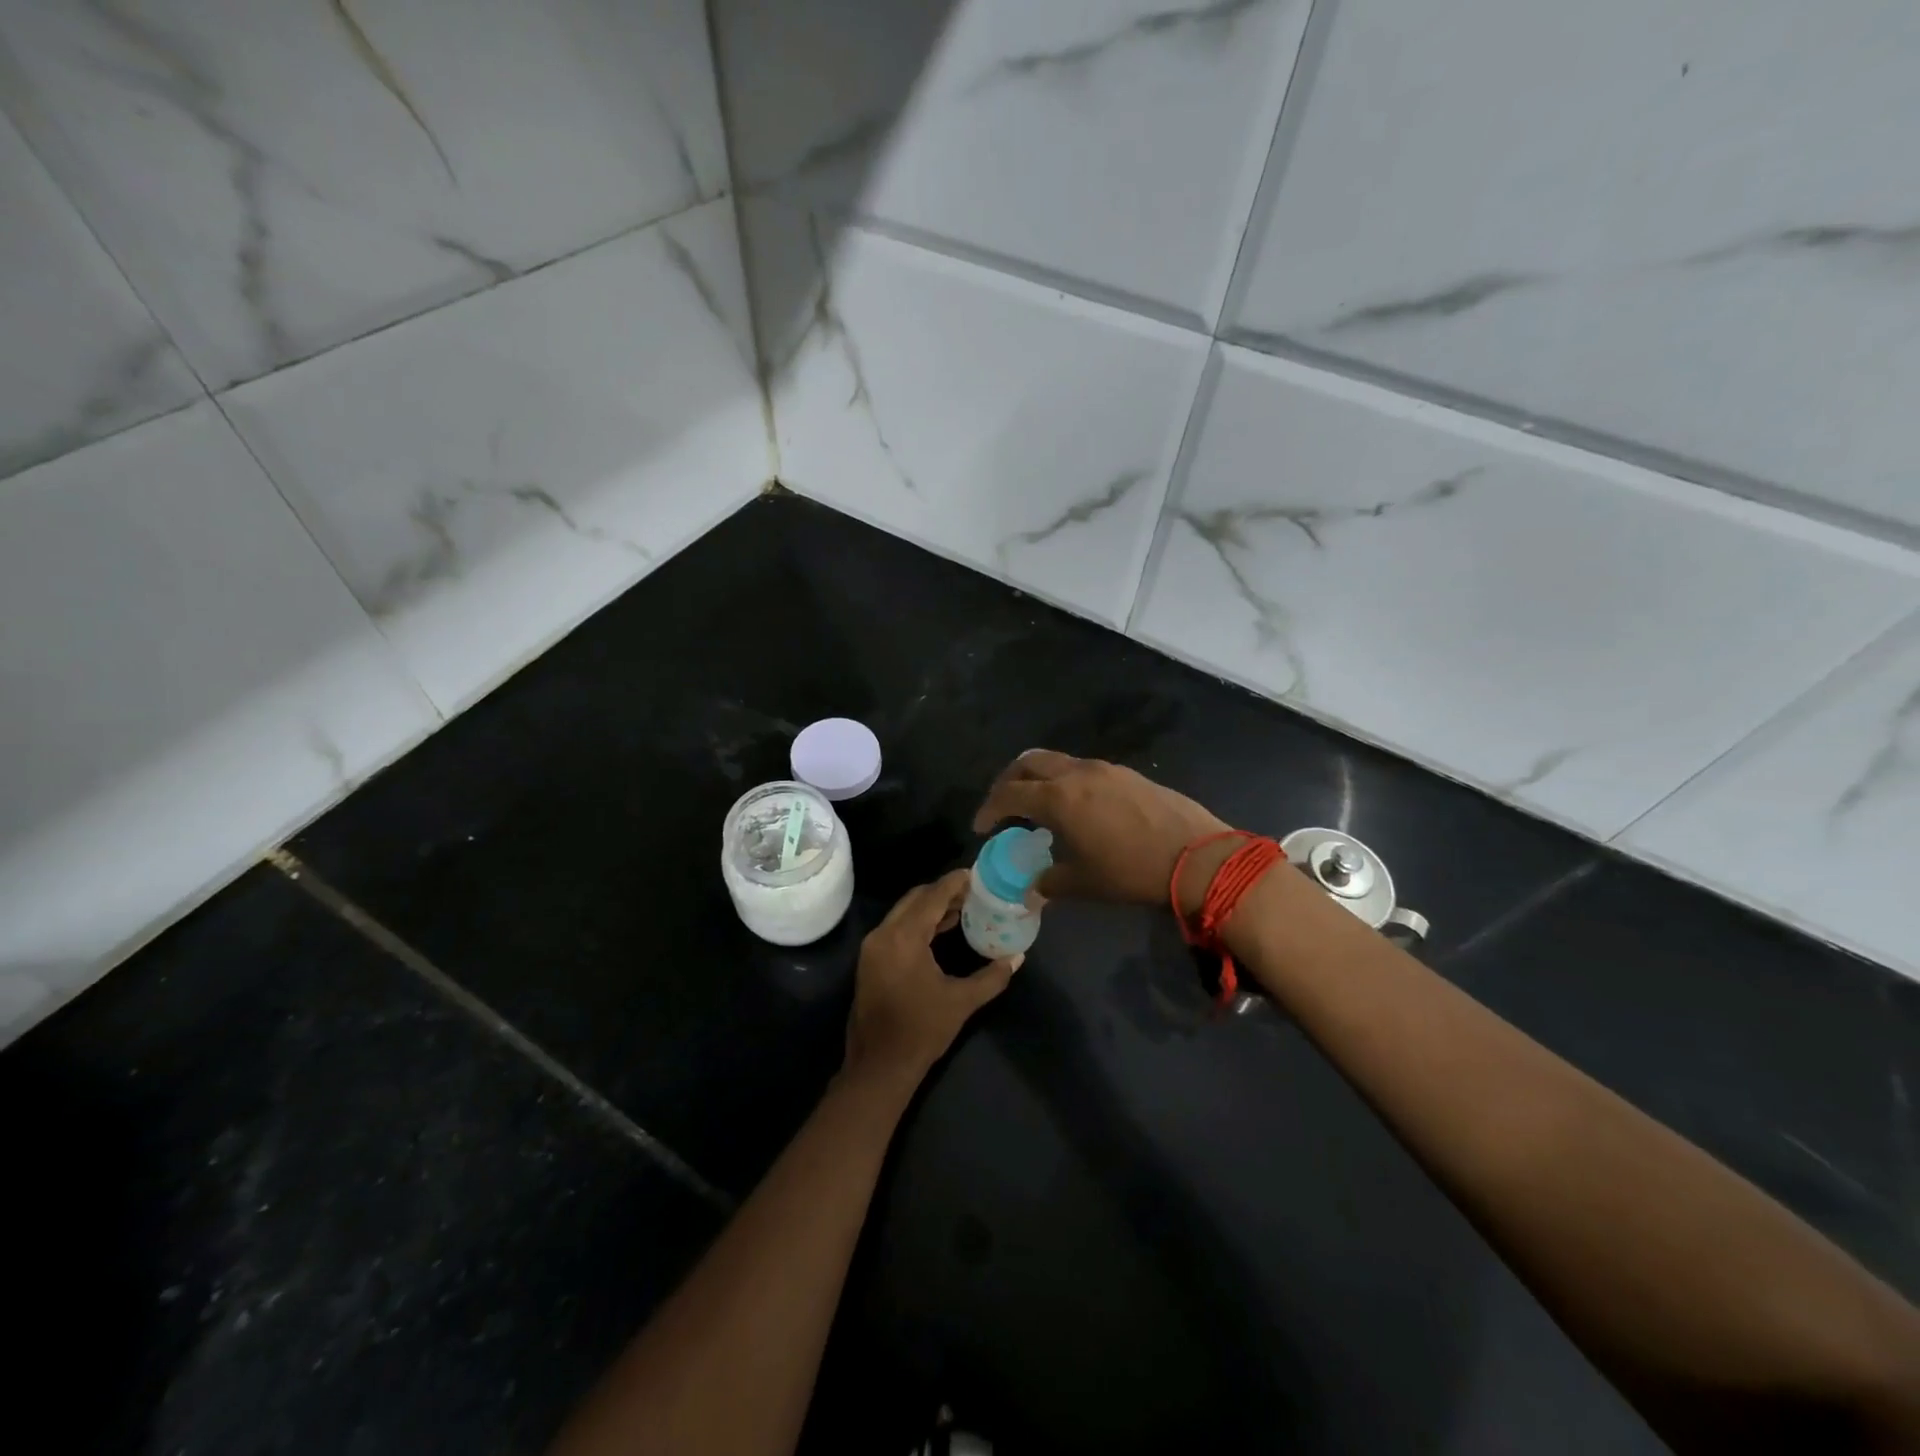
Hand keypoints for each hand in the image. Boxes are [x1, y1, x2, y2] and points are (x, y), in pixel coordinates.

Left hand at [843, 869, 1021, 1090]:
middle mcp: (883, 934)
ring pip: (904, 912)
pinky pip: (896, 927)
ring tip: (963, 908)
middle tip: (973, 892)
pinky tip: (941, 930)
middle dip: (943, 892)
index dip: (954, 883)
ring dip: (930, 907)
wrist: (879, 1066)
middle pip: (915, 899)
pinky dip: (918, 922)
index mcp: (904, 938)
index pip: (932, 897)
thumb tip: (1017, 958)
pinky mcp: (870, 959)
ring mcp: (873, 947)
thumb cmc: (922, 1031)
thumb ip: (992, 976)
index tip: (975, 874)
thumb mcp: (961, 1002)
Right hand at [972, 750, 1232, 913]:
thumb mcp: (1083, 883)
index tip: (981, 827)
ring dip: (1040, 778)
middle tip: (1003, 805)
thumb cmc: (1130, 871)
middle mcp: (1076, 774)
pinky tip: (1078, 808)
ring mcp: (1104, 769)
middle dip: (1009, 780)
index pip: (1009, 794)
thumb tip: (1032, 891)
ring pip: (1058, 761)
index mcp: (1057, 798)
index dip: (989, 809)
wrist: (1196, 856)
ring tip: (1039, 806)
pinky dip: (1066, 781)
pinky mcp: (1127, 774)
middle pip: (1028, 762)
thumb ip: (1050, 883)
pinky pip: (1083, 769)